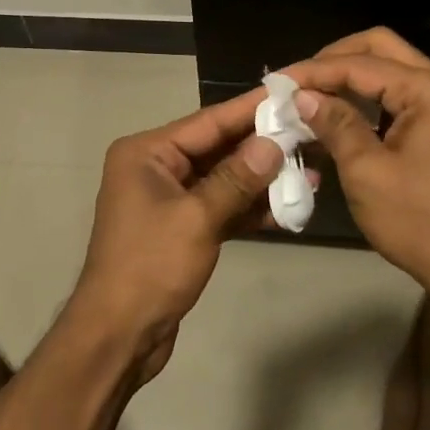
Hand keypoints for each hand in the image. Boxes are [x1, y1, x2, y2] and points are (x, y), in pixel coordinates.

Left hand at [68, 89, 286, 384]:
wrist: (118, 336)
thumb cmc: (150, 266)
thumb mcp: (197, 218)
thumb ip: (237, 179)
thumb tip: (273, 144)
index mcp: (147, 153)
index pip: (208, 122)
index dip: (250, 109)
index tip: (288, 94)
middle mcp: (156, 168)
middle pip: (217, 148)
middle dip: (262, 146)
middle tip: (310, 133)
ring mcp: (169, 199)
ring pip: (223, 179)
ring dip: (262, 181)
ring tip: (310, 173)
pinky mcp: (182, 228)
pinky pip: (221, 207)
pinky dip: (249, 209)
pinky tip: (288, 208)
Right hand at [285, 29, 429, 298]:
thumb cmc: (420, 223)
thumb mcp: (367, 172)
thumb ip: (335, 124)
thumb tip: (301, 95)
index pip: (362, 64)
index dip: (315, 71)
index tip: (277, 81)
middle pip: (380, 49)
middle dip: (334, 60)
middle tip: (297, 82)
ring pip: (391, 68)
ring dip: (350, 77)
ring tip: (311, 95)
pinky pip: (401, 92)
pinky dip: (369, 97)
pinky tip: (339, 112)